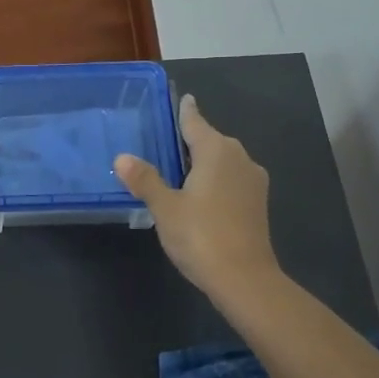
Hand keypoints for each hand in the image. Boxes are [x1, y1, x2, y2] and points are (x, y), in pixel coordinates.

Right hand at [116, 94, 280, 296]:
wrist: (245, 279)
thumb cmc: (201, 236)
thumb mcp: (165, 207)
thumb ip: (145, 180)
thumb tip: (122, 158)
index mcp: (216, 152)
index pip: (195, 122)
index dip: (185, 111)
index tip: (183, 98)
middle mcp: (239, 159)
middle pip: (212, 140)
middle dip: (192, 138)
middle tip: (165, 138)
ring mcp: (252, 182)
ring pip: (224, 161)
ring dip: (204, 161)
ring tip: (177, 166)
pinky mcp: (256, 204)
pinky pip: (231, 179)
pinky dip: (214, 179)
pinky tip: (198, 193)